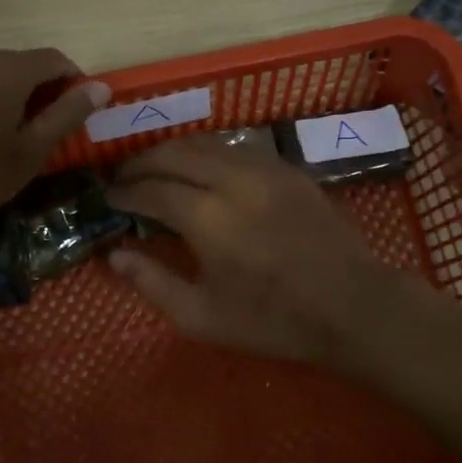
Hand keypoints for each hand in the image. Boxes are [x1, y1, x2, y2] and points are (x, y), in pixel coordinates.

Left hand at [0, 46, 109, 240]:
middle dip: (37, 90)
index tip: (75, 113)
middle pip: (19, 64)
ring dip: (3, 94)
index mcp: (6, 69)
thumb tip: (100, 87)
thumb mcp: (29, 153)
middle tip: (37, 131)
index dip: (73, 82)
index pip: (54, 59)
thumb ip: (67, 114)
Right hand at [105, 136, 397, 365]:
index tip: (109, 198)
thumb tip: (115, 255)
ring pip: (206, 142)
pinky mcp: (287, 169)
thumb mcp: (204, 317)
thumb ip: (154, 283)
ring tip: (157, 168)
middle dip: (142, 161)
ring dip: (174, 150)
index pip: (151, 189)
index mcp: (208, 217)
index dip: (125, 191)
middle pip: (174, 152)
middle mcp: (232, 180)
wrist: (352, 305)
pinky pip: (236, 147)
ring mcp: (264, 168)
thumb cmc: (274, 319)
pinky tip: (203, 169)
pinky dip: (208, 152)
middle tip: (125, 177)